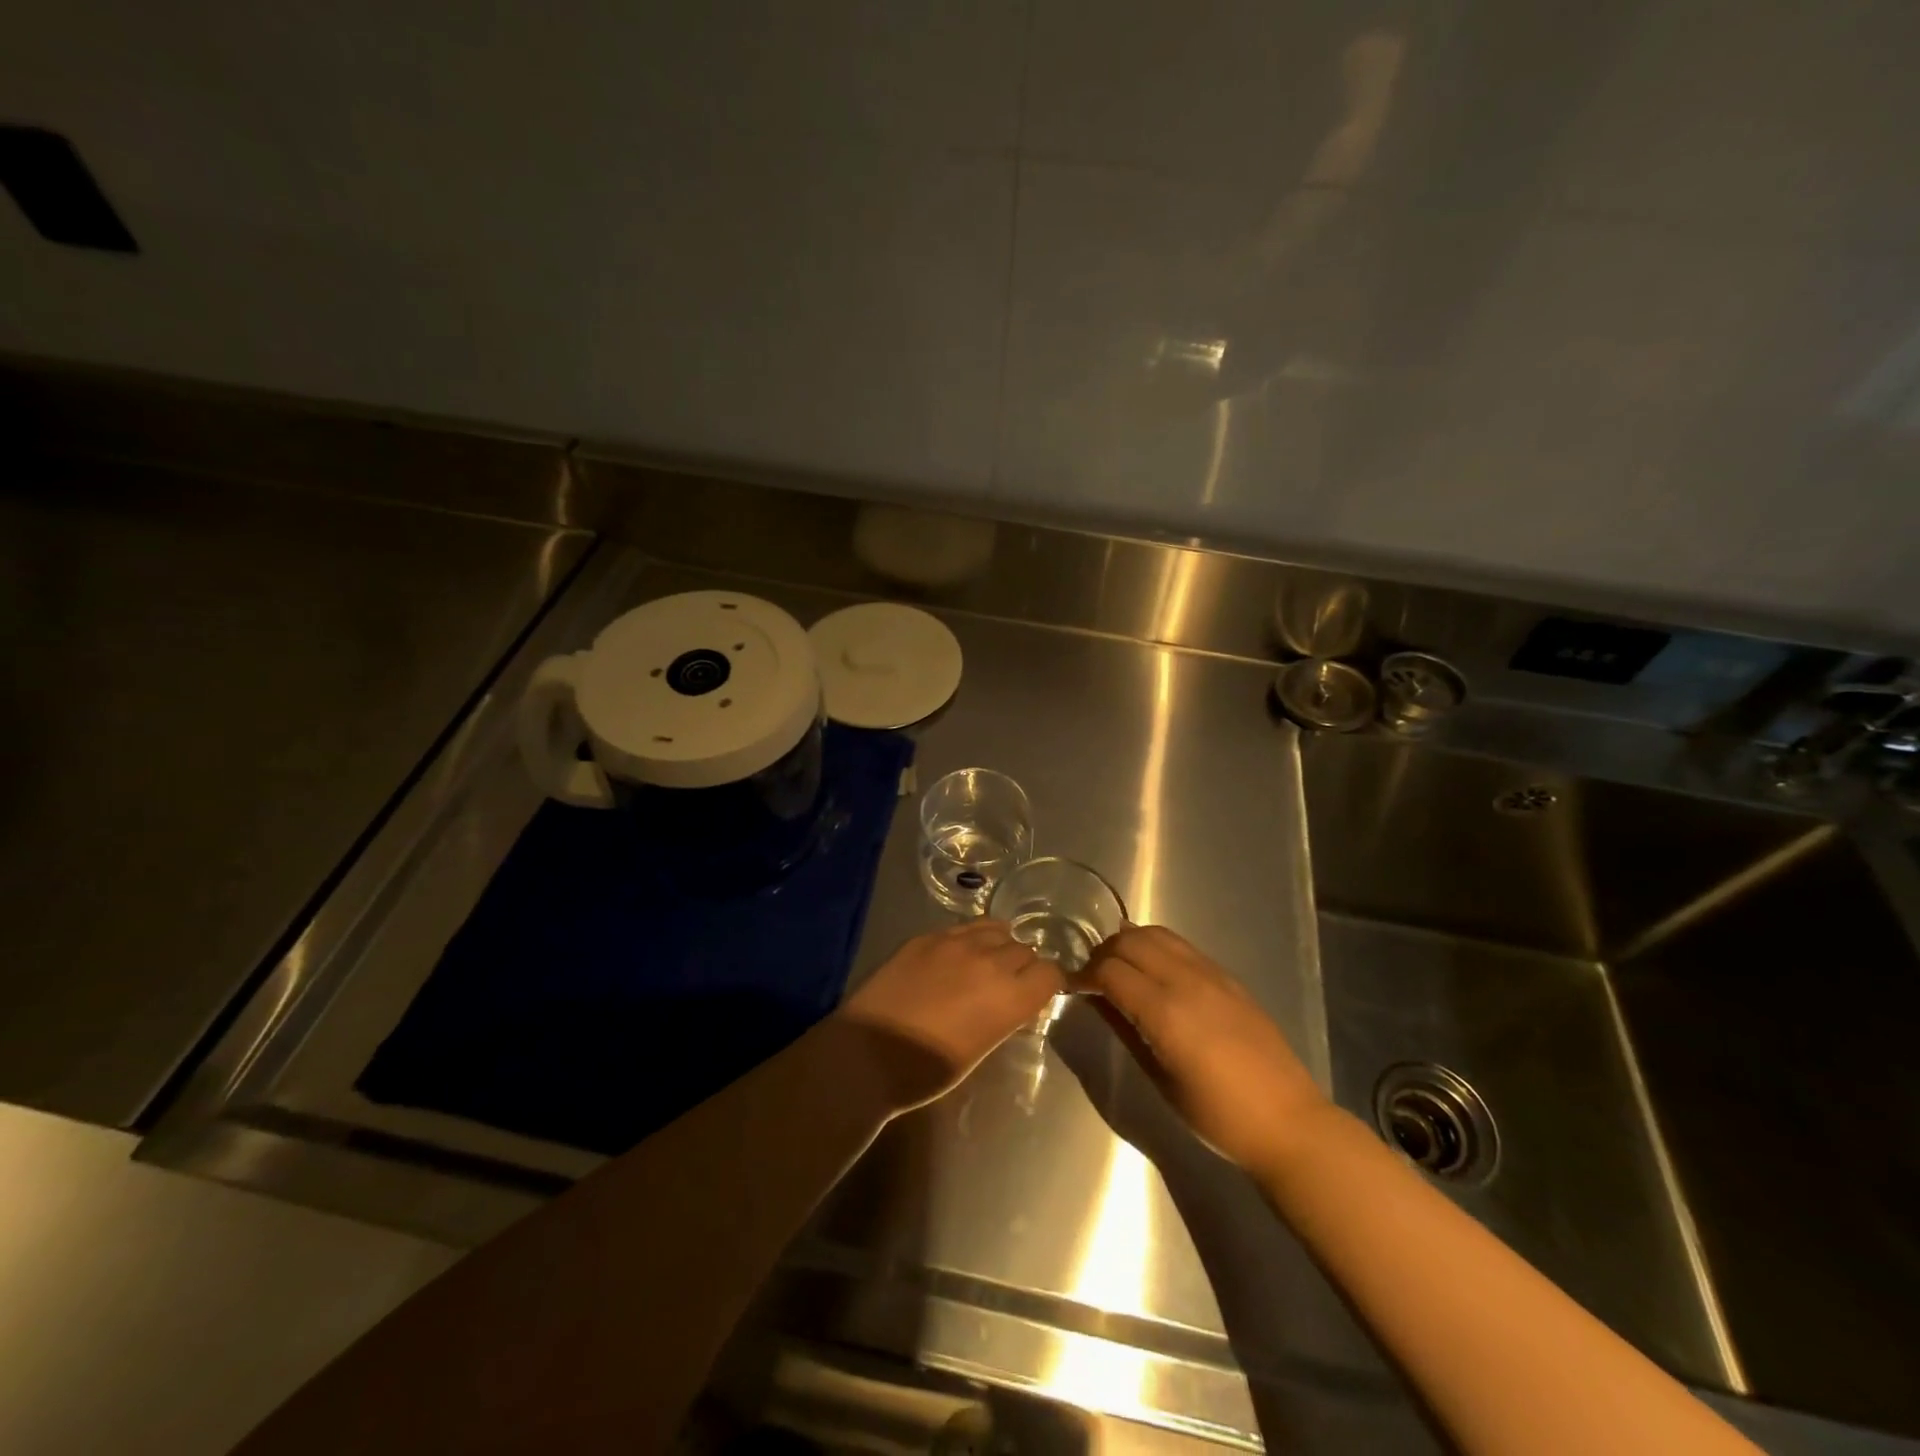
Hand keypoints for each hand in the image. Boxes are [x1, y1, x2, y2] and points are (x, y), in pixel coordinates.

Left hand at [838, 921, 1064, 1111]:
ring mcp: (955, 942)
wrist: (866, 1054)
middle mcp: (989, 961)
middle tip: (1007, 984)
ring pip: (996, 929)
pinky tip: (957, 954)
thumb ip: (1005, 1015)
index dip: (1047, 983)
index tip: (1038, 994)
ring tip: (984, 963)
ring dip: (998, 945)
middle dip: (1023, 965)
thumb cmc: (927, 1071)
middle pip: (1024, 949)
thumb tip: (1012, 999)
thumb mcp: (981, 1048)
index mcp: (1009, 997)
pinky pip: (963, 926)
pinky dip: (970, 938)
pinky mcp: (926, 936)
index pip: (1050, 973)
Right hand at [1083, 925, 1328, 1174]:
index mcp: (1166, 1011)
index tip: (1073, 988)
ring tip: (1122, 970)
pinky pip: (1182, 946)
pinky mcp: (1228, 977)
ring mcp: (1211, 974)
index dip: (1084, 975)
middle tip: (1094, 978)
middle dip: (1104, 953)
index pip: (1110, 970)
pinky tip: (1154, 973)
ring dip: (1130, 944)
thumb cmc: (1218, 1116)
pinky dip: (1157, 948)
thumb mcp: (1160, 1079)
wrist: (1288, 1122)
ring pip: (1157, 934)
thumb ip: (1126, 1029)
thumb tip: (1096, 999)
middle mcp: (1187, 981)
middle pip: (1130, 940)